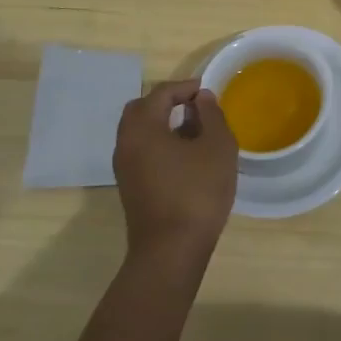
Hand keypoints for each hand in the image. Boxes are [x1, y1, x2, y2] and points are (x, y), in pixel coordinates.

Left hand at [112, 80, 237, 267]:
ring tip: (195, 132)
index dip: (186, 88)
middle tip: (196, 108)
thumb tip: (201, 99)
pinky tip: (186, 157)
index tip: (208, 92)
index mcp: (142, 127)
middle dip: (168, 103)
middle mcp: (125, 143)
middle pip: (141, 109)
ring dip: (163, 124)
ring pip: (139, 132)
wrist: (171, 252)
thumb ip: (211, 115)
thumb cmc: (197, 192)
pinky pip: (141, 151)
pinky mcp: (130, 187)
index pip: (160, 93)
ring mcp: (124, 168)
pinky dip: (159, 144)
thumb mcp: (217, 147)